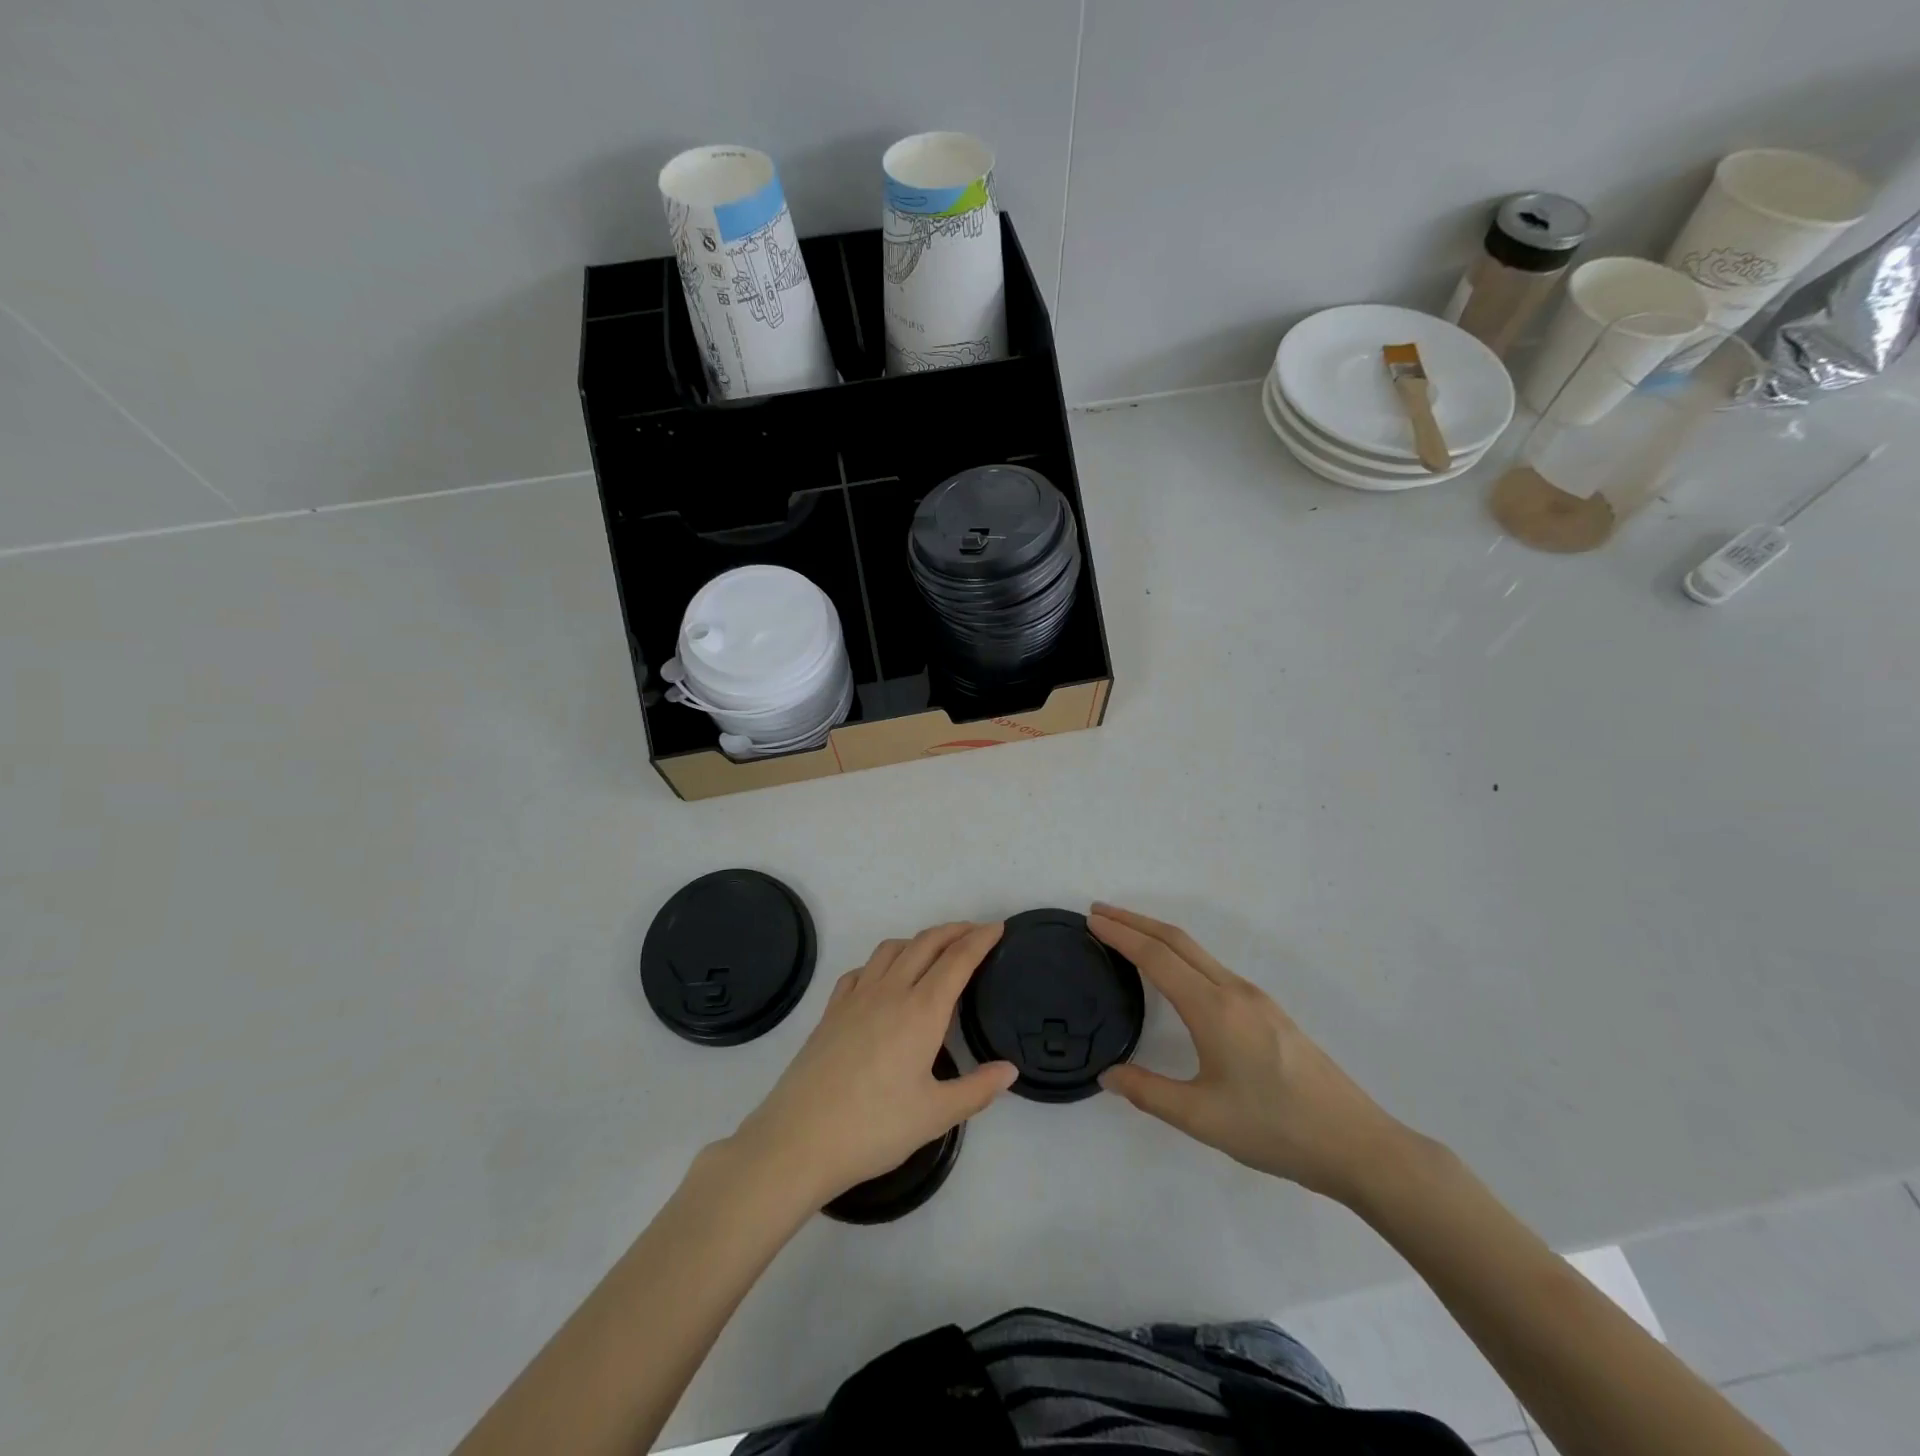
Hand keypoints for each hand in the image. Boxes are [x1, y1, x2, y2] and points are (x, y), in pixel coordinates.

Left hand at [726, 922, 1016, 1209]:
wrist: (799, 1139)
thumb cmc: (874, 1128)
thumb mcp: (935, 1115)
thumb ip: (977, 1089)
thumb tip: (1010, 1070)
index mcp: (921, 1010)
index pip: (957, 960)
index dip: (980, 939)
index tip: (997, 927)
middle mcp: (890, 991)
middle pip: (925, 943)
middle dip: (954, 930)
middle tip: (975, 931)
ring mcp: (856, 997)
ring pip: (891, 949)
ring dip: (918, 940)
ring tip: (934, 950)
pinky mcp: (831, 1010)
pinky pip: (861, 970)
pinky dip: (882, 962)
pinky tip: (884, 979)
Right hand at [1090, 903, 1412, 1205]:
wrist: (1356, 1144)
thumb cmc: (1275, 1129)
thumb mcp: (1202, 1118)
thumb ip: (1148, 1092)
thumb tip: (1107, 1074)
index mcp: (1213, 1009)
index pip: (1157, 957)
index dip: (1121, 934)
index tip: (1091, 919)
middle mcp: (1233, 991)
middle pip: (1177, 940)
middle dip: (1135, 921)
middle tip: (1099, 912)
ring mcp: (1255, 998)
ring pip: (1197, 951)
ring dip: (1158, 935)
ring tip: (1127, 935)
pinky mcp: (1268, 1011)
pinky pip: (1213, 966)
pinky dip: (1180, 954)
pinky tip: (1174, 973)